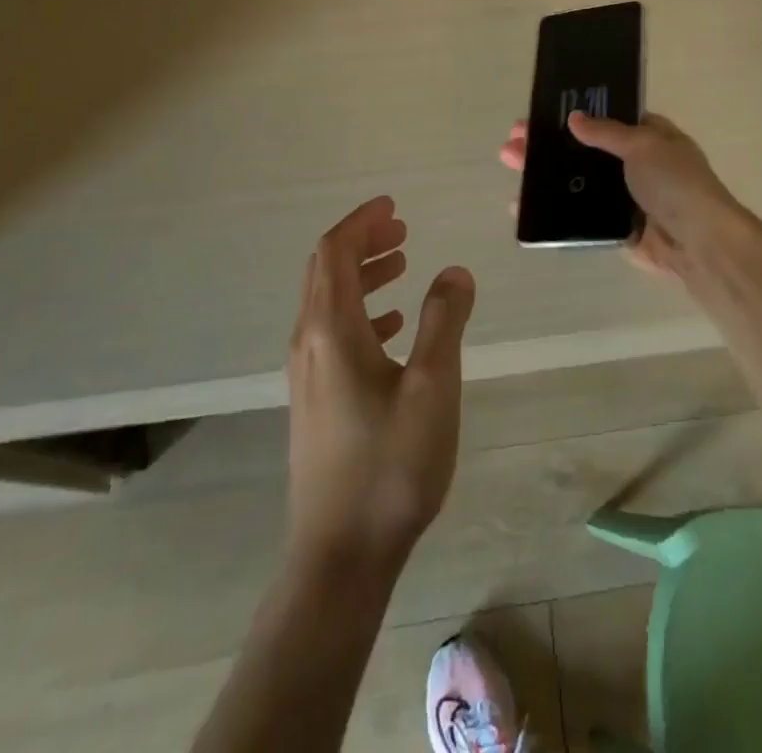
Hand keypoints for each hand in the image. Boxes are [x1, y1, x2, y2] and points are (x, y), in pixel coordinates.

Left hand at [285, 196, 474, 575]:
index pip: (334, 252)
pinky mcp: (315, 400)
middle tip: (402, 229)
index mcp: (331, 330)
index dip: (362, 222)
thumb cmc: (390, 465)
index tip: (394, 207)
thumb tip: (454, 271)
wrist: (340, 556)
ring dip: (362, 275)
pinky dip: (362, 311)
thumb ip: (444, 320)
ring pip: (329, 302)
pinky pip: (333, 333)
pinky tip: (393, 326)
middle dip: (362, 241)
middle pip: (326, 271)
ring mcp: (307, 375)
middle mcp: (309, 343)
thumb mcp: (432, 385)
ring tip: (402, 264)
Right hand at [499, 112, 751, 280]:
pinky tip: (523, 204)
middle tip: (513, 142)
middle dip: (548, 145)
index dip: (572, 115)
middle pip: (583, 150)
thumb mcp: (643, 144)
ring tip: (511, 165)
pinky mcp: (615, 226)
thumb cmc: (675, 182)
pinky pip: (579, 214)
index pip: (605, 118)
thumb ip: (606, 132)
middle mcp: (635, 163)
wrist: (699, 242)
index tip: (538, 114)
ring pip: (577, 181)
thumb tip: (574, 119)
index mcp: (648, 135)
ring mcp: (624, 196)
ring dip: (545, 174)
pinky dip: (553, 208)